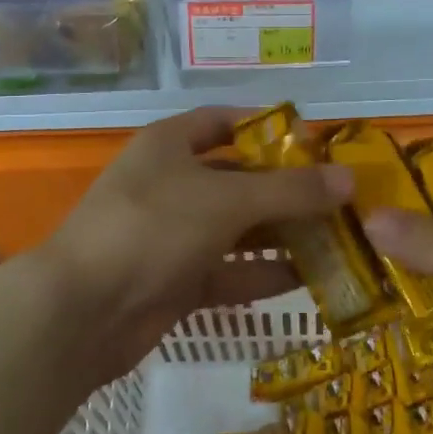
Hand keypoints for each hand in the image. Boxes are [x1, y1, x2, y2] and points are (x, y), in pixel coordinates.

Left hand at [39, 107, 353, 389]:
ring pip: (238, 228)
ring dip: (282, 235)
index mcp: (171, 145)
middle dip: (288, 190)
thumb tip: (350, 180)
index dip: (269, 128)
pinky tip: (309, 279)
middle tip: (341, 200)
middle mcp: (172, 184)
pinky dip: (263, 275)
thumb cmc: (153, 229)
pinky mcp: (176, 280)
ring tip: (338, 239)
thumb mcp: (227, 201)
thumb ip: (290, 191)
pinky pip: (229, 271)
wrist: (83, 312)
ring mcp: (173, 235)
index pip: (226, 121)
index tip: (316, 144)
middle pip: (240, 178)